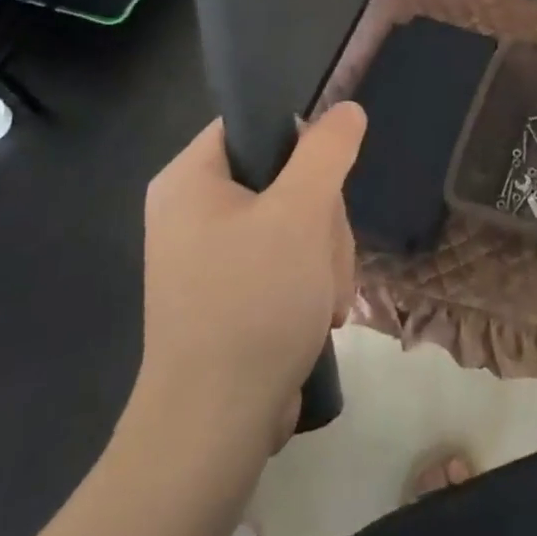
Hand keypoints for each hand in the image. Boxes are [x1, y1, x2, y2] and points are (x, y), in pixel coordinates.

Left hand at [129, 104, 365, 449]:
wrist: (216, 426)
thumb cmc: (253, 302)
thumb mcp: (300, 212)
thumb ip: (327, 151)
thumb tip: (346, 109)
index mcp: (190, 179)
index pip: (254, 123)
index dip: (301, 141)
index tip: (327, 178)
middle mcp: (193, 211)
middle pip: (285, 176)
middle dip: (322, 218)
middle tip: (322, 256)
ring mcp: (212, 256)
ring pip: (297, 220)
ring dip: (325, 255)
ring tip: (323, 298)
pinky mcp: (232, 292)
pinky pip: (287, 259)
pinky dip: (311, 282)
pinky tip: (317, 314)